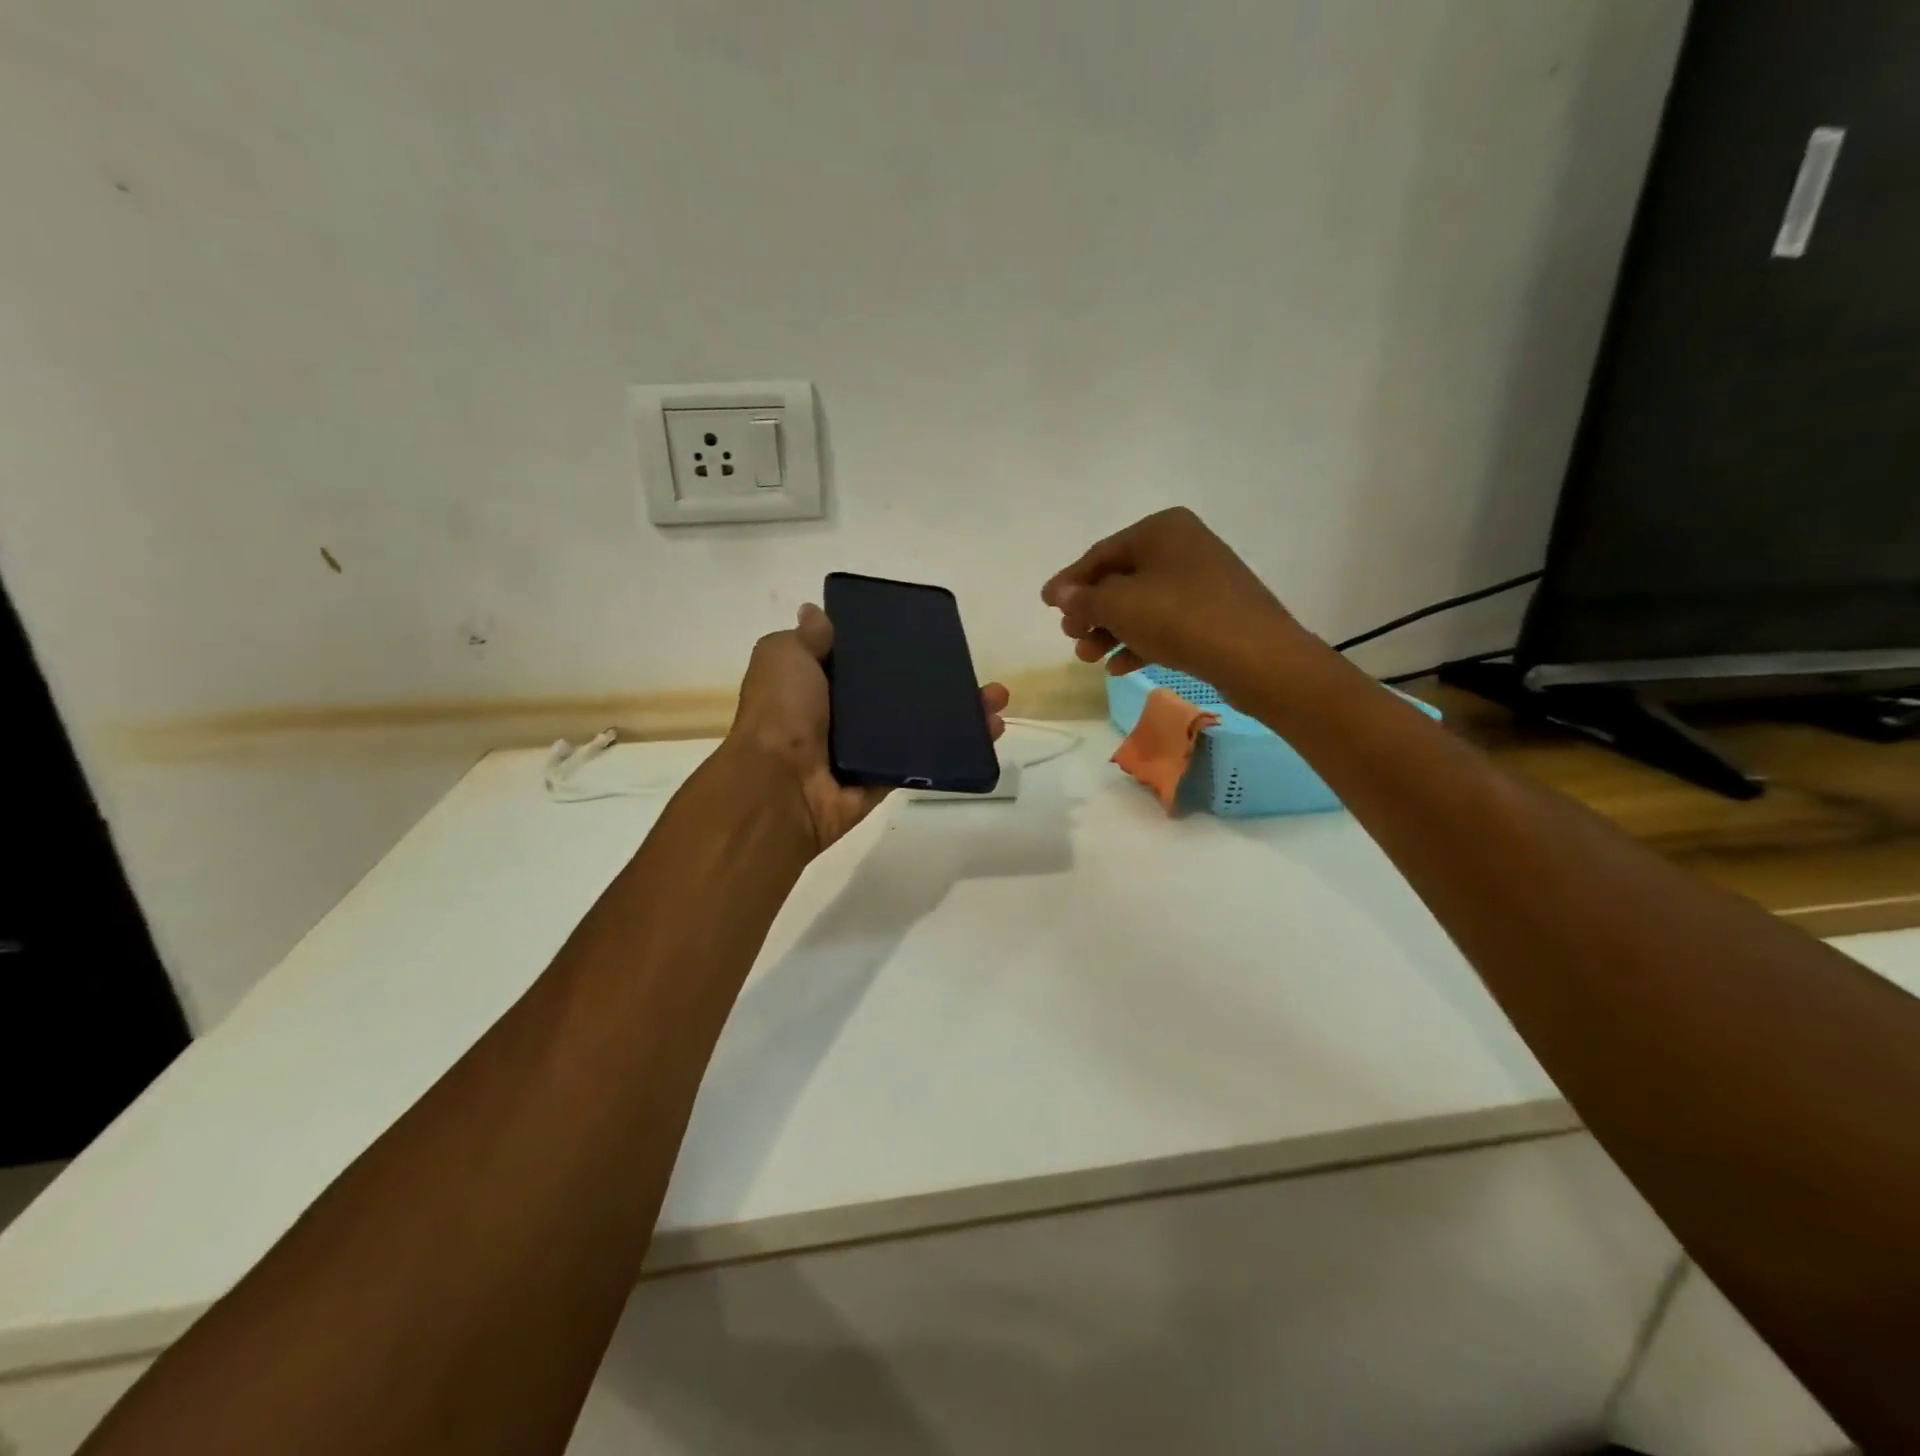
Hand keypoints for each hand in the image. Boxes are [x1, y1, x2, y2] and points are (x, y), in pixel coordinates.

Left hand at [726, 603, 1009, 854]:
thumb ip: (806, 638)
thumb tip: (816, 613)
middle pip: (901, 693)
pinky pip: (925, 760)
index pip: (864, 661)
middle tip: (974, 669)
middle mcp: (843, 715)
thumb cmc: (782, 712)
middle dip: (940, 680)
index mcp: (818, 684)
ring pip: (920, 726)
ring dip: (960, 713)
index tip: (929, 637)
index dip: (894, 648)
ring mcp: (866, 749)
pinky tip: (988, 732)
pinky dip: (957, 749)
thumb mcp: (783, 656)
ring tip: (996, 700)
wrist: (781, 784)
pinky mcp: (886, 778)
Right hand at [1041, 508, 1316, 700]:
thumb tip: (1061, 594)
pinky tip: (1119, 667)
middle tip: (1071, 638)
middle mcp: (1183, 546)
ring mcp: (1202, 581)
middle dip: (1091, 612)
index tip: (1045, 604)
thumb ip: (1084, 599)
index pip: (1101, 554)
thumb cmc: (1180, 617)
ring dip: (1110, 631)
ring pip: (1142, 605)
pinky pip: (1165, 623)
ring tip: (1089, 658)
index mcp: (1161, 529)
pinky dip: (1139, 641)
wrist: (1255, 655)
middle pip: (1121, 580)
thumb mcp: (1119, 605)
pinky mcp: (1214, 614)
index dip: (1069, 581)